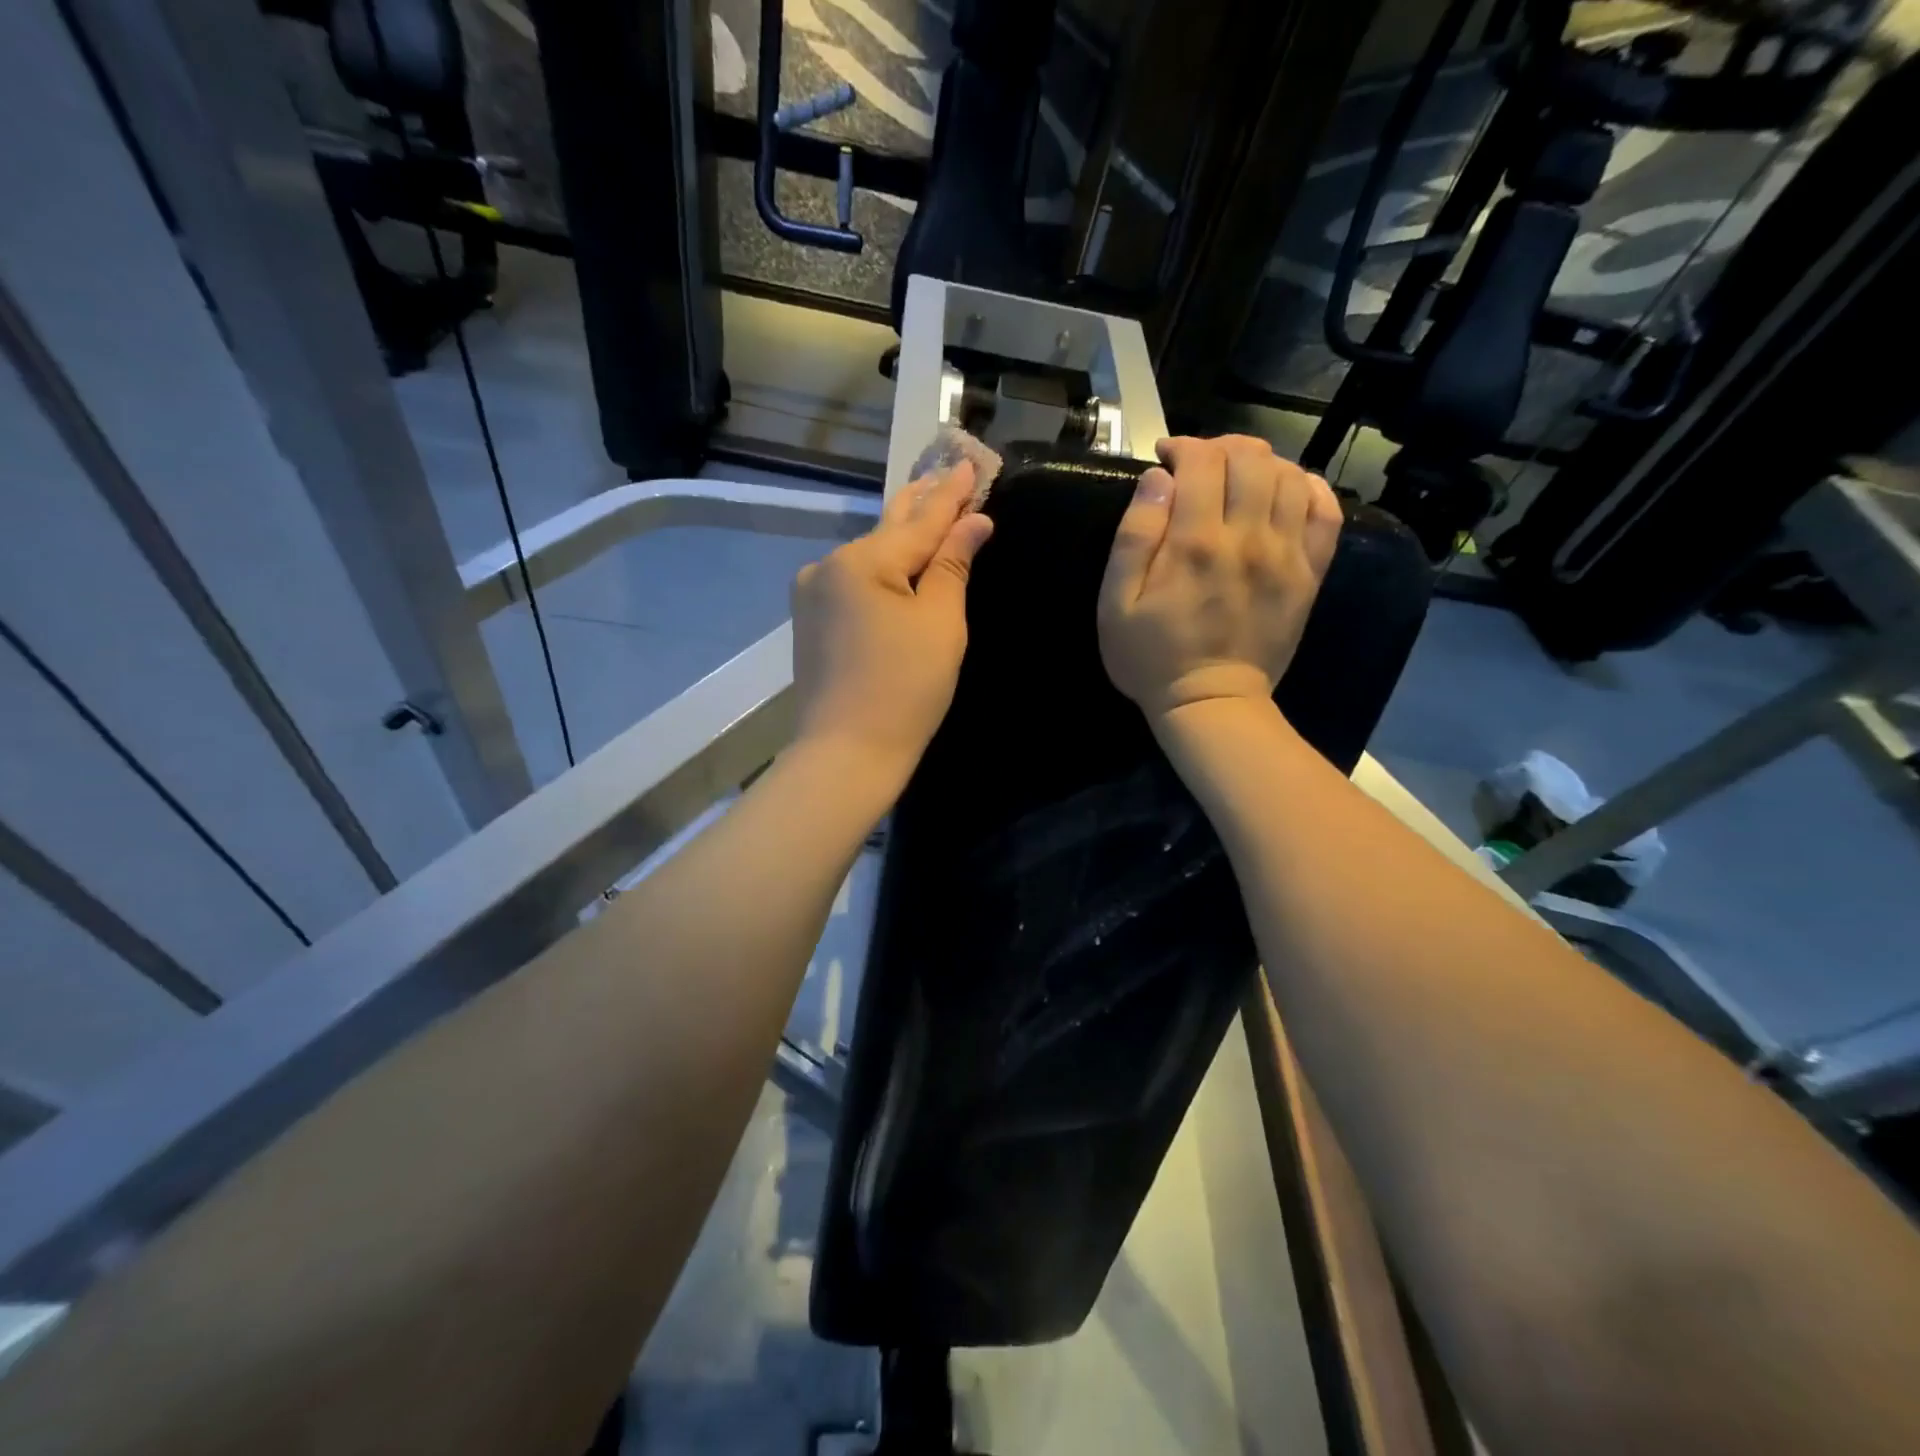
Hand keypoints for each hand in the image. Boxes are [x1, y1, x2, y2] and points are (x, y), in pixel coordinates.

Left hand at [791, 462, 993, 783]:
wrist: (846, 753)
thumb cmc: (905, 689)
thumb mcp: (940, 623)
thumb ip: (952, 564)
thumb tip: (973, 522)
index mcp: (862, 561)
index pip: (920, 519)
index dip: (951, 493)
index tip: (970, 463)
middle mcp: (828, 566)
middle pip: (888, 529)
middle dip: (922, 504)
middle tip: (948, 473)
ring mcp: (813, 594)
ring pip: (869, 556)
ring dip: (900, 538)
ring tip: (927, 508)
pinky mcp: (811, 620)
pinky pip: (854, 582)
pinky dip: (881, 570)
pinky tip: (896, 559)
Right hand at [1098, 435, 1340, 721]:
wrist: (1211, 702)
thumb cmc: (1152, 657)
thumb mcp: (1115, 605)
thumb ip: (1134, 537)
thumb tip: (1158, 479)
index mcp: (1195, 542)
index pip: (1202, 460)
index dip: (1183, 447)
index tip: (1166, 459)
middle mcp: (1248, 537)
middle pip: (1250, 457)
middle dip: (1222, 446)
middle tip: (1201, 464)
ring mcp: (1286, 554)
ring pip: (1289, 475)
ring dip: (1262, 462)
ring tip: (1239, 477)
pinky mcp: (1309, 573)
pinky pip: (1325, 512)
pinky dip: (1308, 488)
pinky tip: (1285, 492)